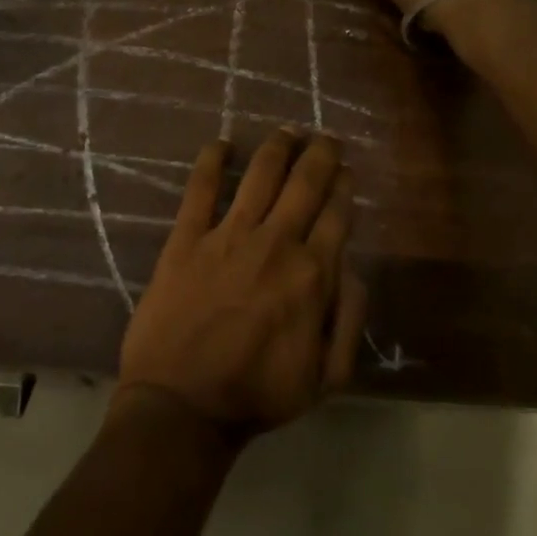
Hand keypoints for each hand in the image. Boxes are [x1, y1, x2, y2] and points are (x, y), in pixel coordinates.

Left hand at [117, 131, 365, 439]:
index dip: (344, 188)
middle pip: (305, 184)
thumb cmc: (257, 394)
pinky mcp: (186, 239)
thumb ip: (348, 320)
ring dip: (277, 147)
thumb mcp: (325, 378)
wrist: (182, 405)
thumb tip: (353, 269)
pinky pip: (200, 190)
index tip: (346, 172)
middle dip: (320, 154)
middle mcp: (276, 244)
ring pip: (260, 176)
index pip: (337, 215)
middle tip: (325, 137)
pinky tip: (221, 144)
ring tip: (287, 130)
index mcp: (313, 275)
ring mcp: (227, 237)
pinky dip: (211, 162)